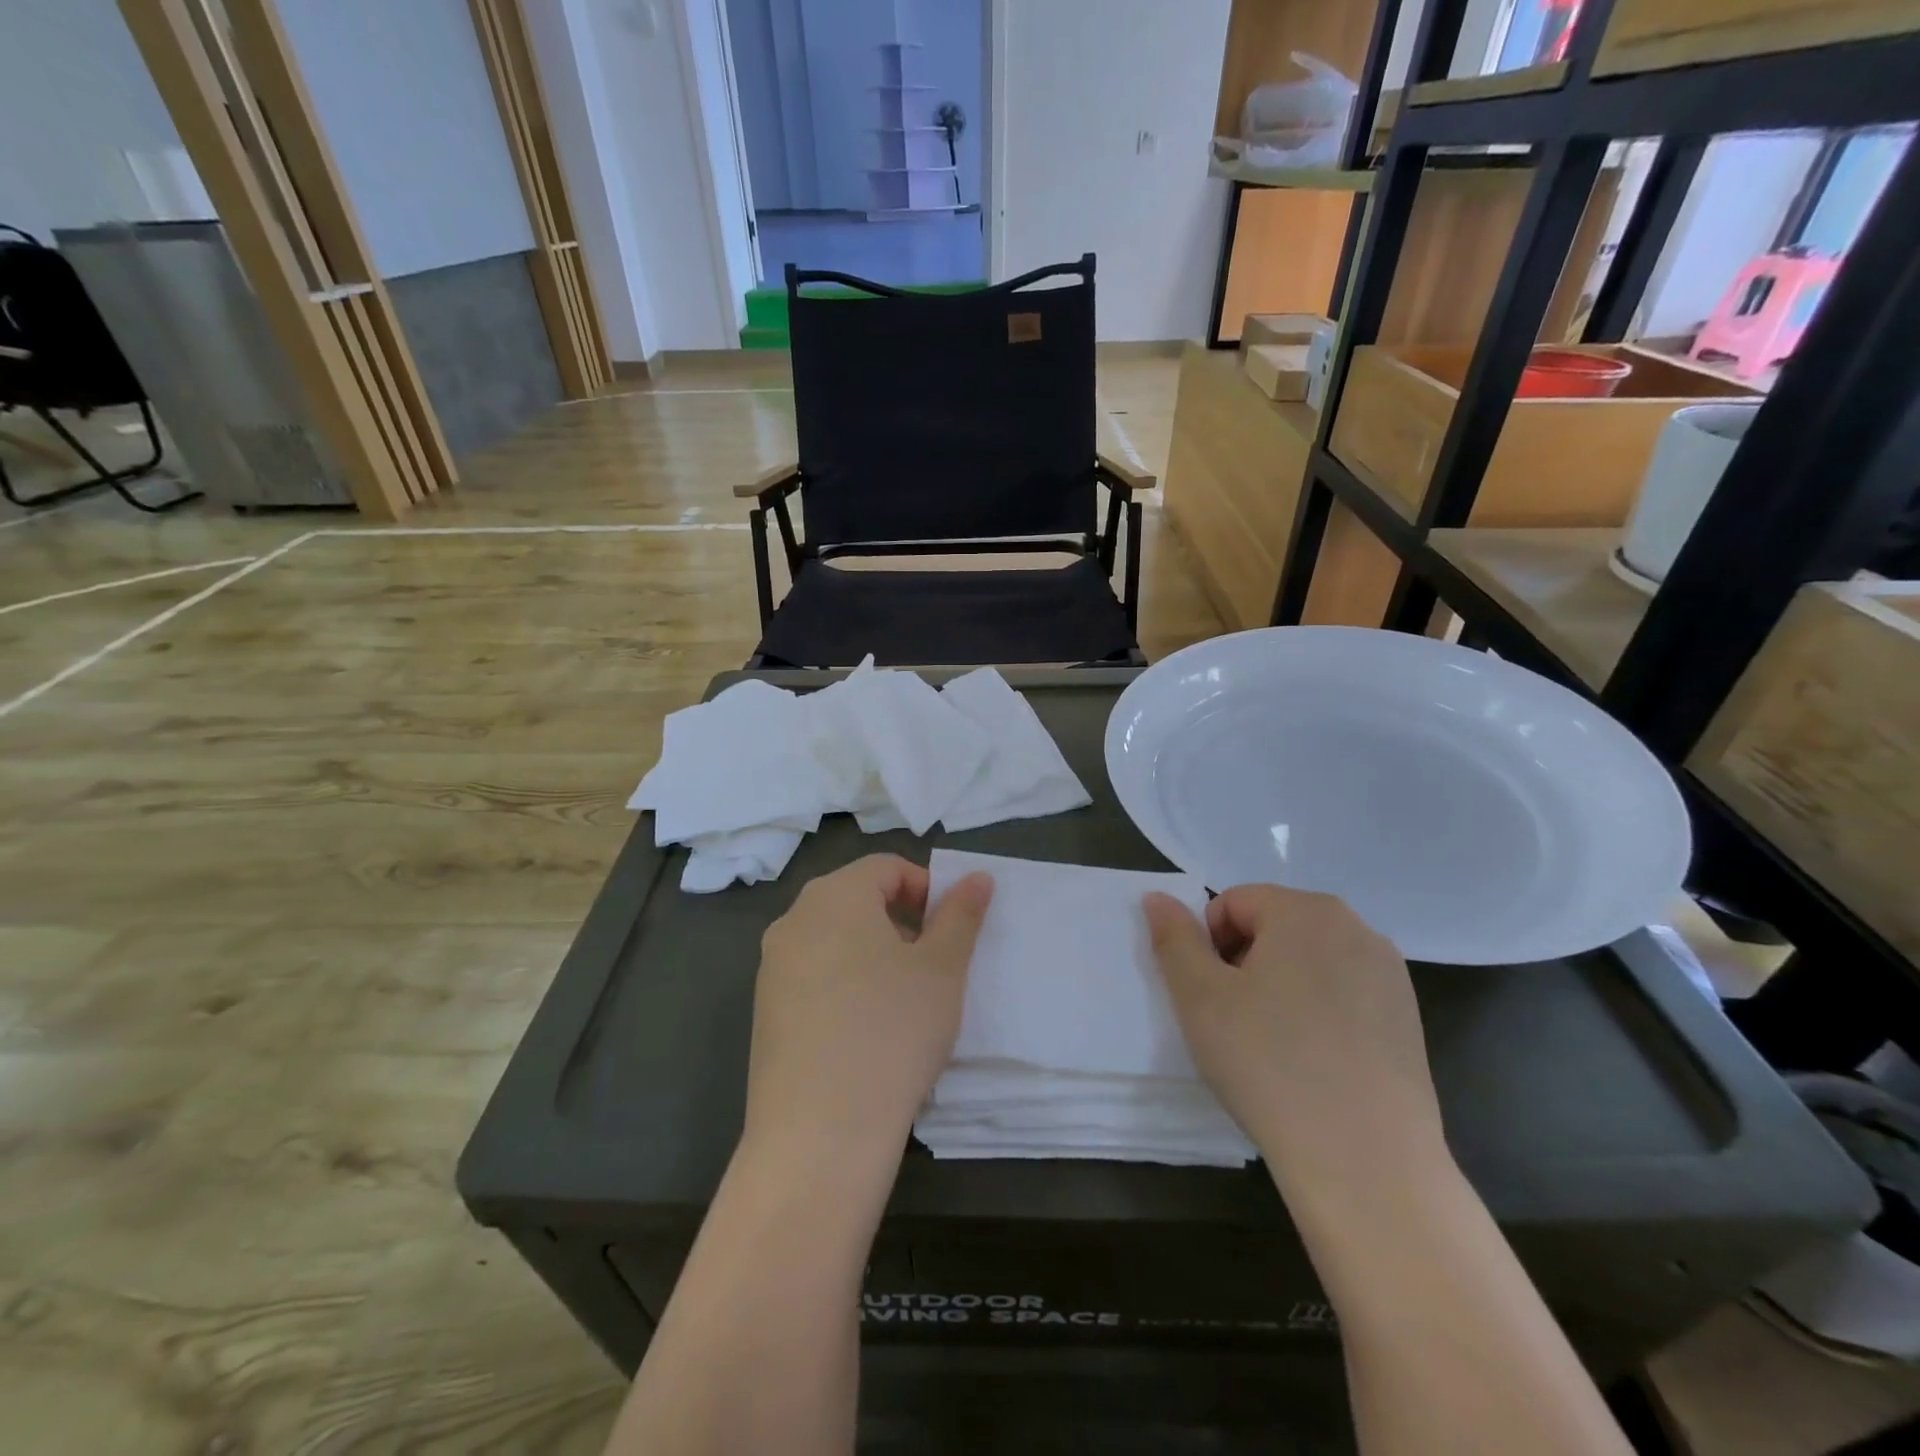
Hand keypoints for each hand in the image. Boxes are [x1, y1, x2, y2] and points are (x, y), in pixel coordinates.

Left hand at [743, 855, 992, 1175]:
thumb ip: (961, 915)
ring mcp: (772, 966)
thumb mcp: (942, 968)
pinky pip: (812, 976)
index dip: (927, 889)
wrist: (819, 1133)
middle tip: (931, 967)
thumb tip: (977, 877)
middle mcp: (794, 919)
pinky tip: (865, 1032)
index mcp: (834, 895)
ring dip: (873, 954)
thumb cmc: (892, 1030)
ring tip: (901, 1002)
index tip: (949, 933)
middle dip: (900, 922)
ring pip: (834, 939)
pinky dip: (844, 985)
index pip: (887, 867)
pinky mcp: (764, 1010)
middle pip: (857, 899)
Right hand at [1143, 885, 1448, 1202]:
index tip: (1211, 997)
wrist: (1364, 1160)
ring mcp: (1389, 974)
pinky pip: (1344, 994)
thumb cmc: (1267, 1062)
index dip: (1208, 946)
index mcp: (1305, 910)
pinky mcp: (1409, 1018)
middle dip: (1245, 962)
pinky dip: (1319, 1013)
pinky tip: (1315, 1062)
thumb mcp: (1199, 997)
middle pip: (1274, 926)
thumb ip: (1173, 937)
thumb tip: (1157, 896)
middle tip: (1236, 1020)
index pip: (1232, 903)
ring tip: (1274, 1044)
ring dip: (1281, 987)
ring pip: (1309, 961)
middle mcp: (1356, 927)